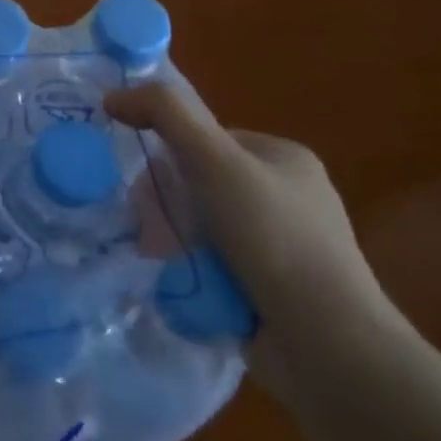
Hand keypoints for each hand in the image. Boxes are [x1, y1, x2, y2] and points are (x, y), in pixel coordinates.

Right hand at [105, 82, 403, 394]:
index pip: (207, 140)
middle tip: (153, 229)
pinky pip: (216, 268)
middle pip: (201, 185)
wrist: (328, 343)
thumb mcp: (213, 159)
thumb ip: (164, 114)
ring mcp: (284, 248)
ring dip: (177, 242)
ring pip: (204, 229)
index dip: (170, 156)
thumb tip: (112, 96)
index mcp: (285, 158)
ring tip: (164, 263)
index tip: (148, 186)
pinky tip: (183, 288)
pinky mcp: (275, 293)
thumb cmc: (273, 237)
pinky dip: (195, 275)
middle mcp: (289, 197)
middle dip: (170, 205)